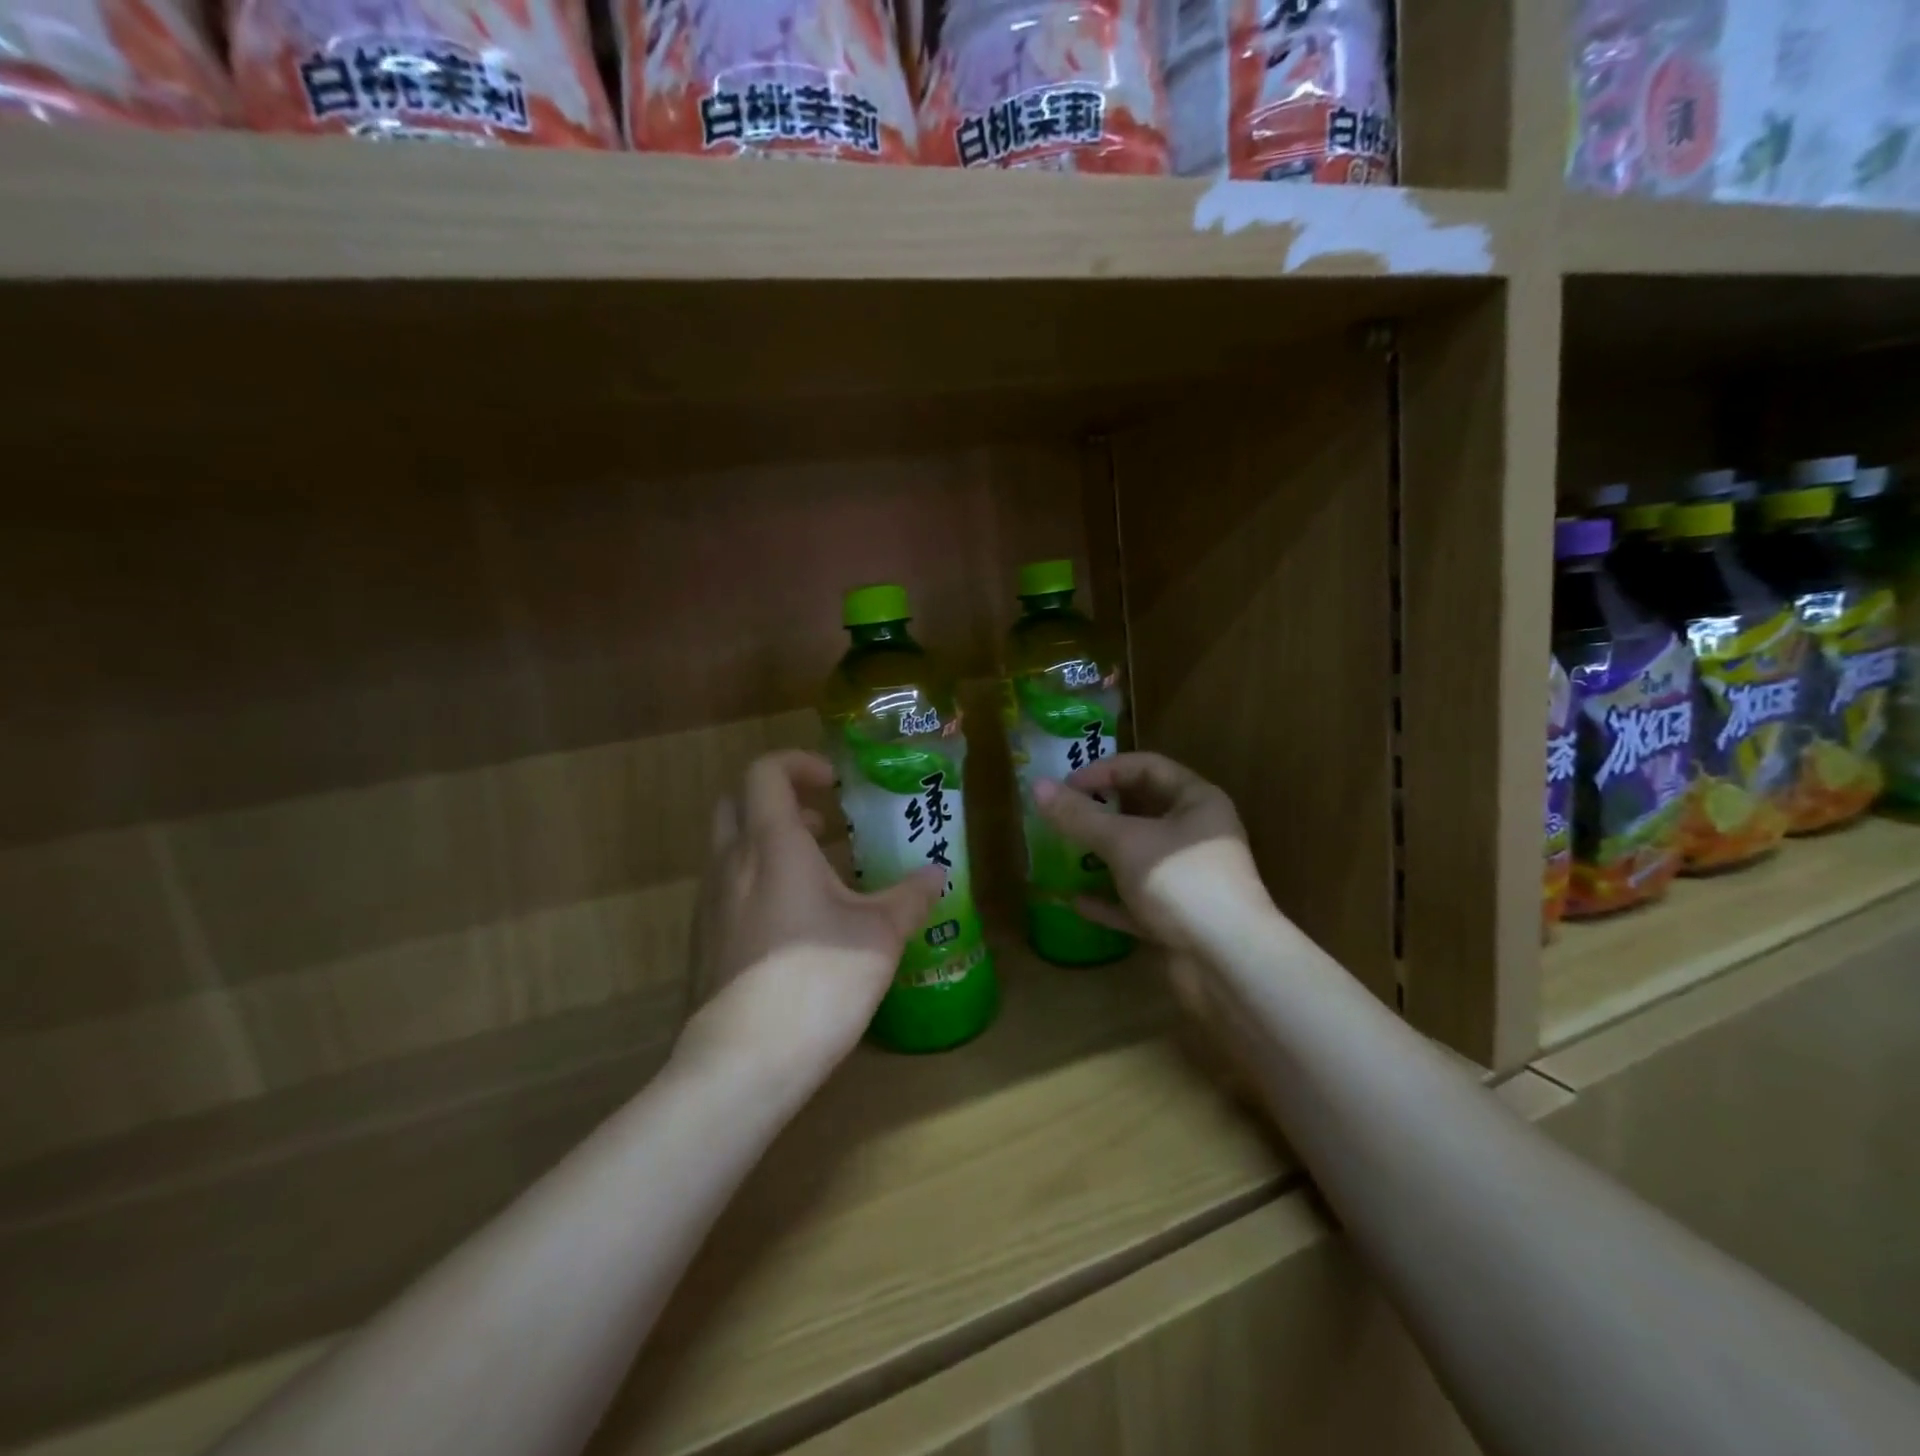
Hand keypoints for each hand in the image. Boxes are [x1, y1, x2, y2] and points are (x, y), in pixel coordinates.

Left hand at [678, 750, 944, 1085]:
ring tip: (821, 875)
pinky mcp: (703, 940)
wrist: (742, 1063)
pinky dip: (759, 881)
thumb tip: (938, 874)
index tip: (835, 784)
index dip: (799, 764)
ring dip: (771, 843)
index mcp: (773, 844)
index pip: (766, 772)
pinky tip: (796, 924)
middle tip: (825, 822)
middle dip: (780, 799)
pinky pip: (727, 887)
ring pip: (731, 847)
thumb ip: (910, 897)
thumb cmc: (817, 981)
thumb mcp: (879, 936)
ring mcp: (709, 903)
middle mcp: (731, 863)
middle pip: (738, 802)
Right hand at [1031, 752, 1268, 954]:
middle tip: (1062, 815)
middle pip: (1143, 811)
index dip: (1104, 770)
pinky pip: (1137, 900)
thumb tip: (1036, 785)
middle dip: (1101, 812)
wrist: (1228, 963)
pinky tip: (1077, 902)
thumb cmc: (1180, 882)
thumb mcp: (1124, 842)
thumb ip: (1079, 815)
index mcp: (1197, 802)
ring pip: (1139, 856)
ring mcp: (1189, 878)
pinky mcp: (1179, 917)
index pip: (1147, 767)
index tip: (1066, 785)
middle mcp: (1197, 835)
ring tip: (1064, 851)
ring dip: (1102, 855)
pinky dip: (1110, 900)